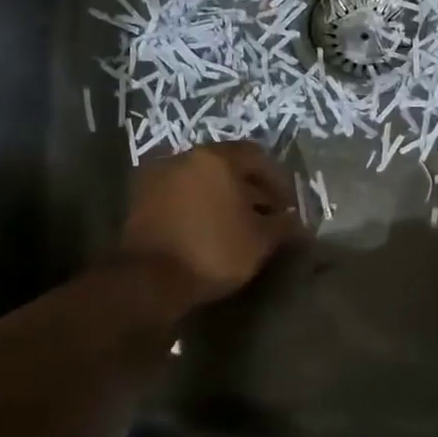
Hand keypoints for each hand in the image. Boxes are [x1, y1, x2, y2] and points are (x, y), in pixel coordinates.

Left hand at [118, 142, 303, 312]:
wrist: (148, 280)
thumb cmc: (213, 252)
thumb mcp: (260, 241)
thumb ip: (283, 225)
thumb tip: (296, 222)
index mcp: (216, 158)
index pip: (257, 156)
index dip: (279, 181)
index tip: (288, 207)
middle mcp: (184, 157)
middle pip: (228, 166)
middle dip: (252, 189)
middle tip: (267, 216)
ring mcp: (158, 177)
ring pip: (202, 181)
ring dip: (224, 198)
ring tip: (239, 226)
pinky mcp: (141, 200)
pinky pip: (182, 196)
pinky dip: (200, 207)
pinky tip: (210, 231)